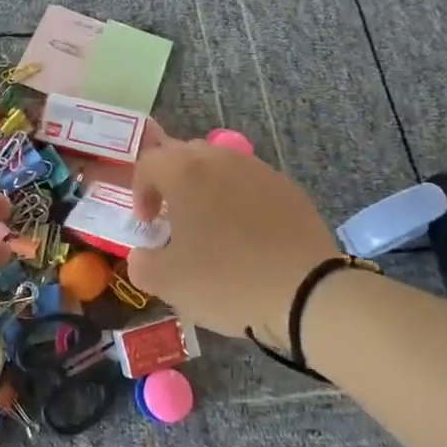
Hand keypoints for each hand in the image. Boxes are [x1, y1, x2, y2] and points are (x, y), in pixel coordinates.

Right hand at [127, 127, 338, 345]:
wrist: (306, 292)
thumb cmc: (227, 280)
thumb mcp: (168, 282)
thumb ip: (141, 263)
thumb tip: (143, 254)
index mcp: (185, 172)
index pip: (148, 162)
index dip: (140, 191)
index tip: (148, 224)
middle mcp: (220, 160)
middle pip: (184, 154)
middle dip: (171, 181)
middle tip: (173, 218)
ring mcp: (258, 170)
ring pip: (220, 166)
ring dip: (206, 188)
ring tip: (211, 225)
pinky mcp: (288, 188)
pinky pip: (251, 183)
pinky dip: (240, 200)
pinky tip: (248, 235)